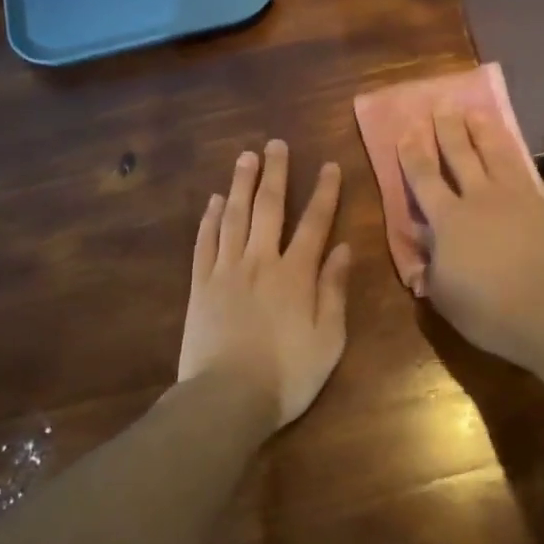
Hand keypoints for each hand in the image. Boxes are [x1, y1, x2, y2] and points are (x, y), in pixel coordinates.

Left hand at [179, 140, 351, 427]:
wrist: (226, 398)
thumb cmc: (287, 375)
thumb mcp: (328, 339)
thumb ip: (334, 290)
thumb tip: (342, 248)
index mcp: (296, 274)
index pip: (314, 223)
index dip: (324, 193)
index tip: (328, 165)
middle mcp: (260, 261)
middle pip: (268, 208)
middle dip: (275, 174)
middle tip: (276, 144)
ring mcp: (225, 271)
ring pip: (233, 217)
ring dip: (240, 184)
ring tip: (245, 157)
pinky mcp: (200, 286)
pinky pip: (204, 243)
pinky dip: (209, 219)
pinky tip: (214, 201)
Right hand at [397, 109, 543, 368]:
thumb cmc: (488, 311)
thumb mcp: (444, 296)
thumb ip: (431, 267)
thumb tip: (424, 248)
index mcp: (448, 221)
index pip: (424, 178)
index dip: (413, 154)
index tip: (407, 131)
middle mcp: (480, 199)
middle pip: (461, 154)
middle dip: (448, 129)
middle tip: (442, 106)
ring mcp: (516, 198)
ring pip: (496, 153)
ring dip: (483, 130)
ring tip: (475, 112)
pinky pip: (524, 172)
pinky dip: (513, 156)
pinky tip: (512, 152)